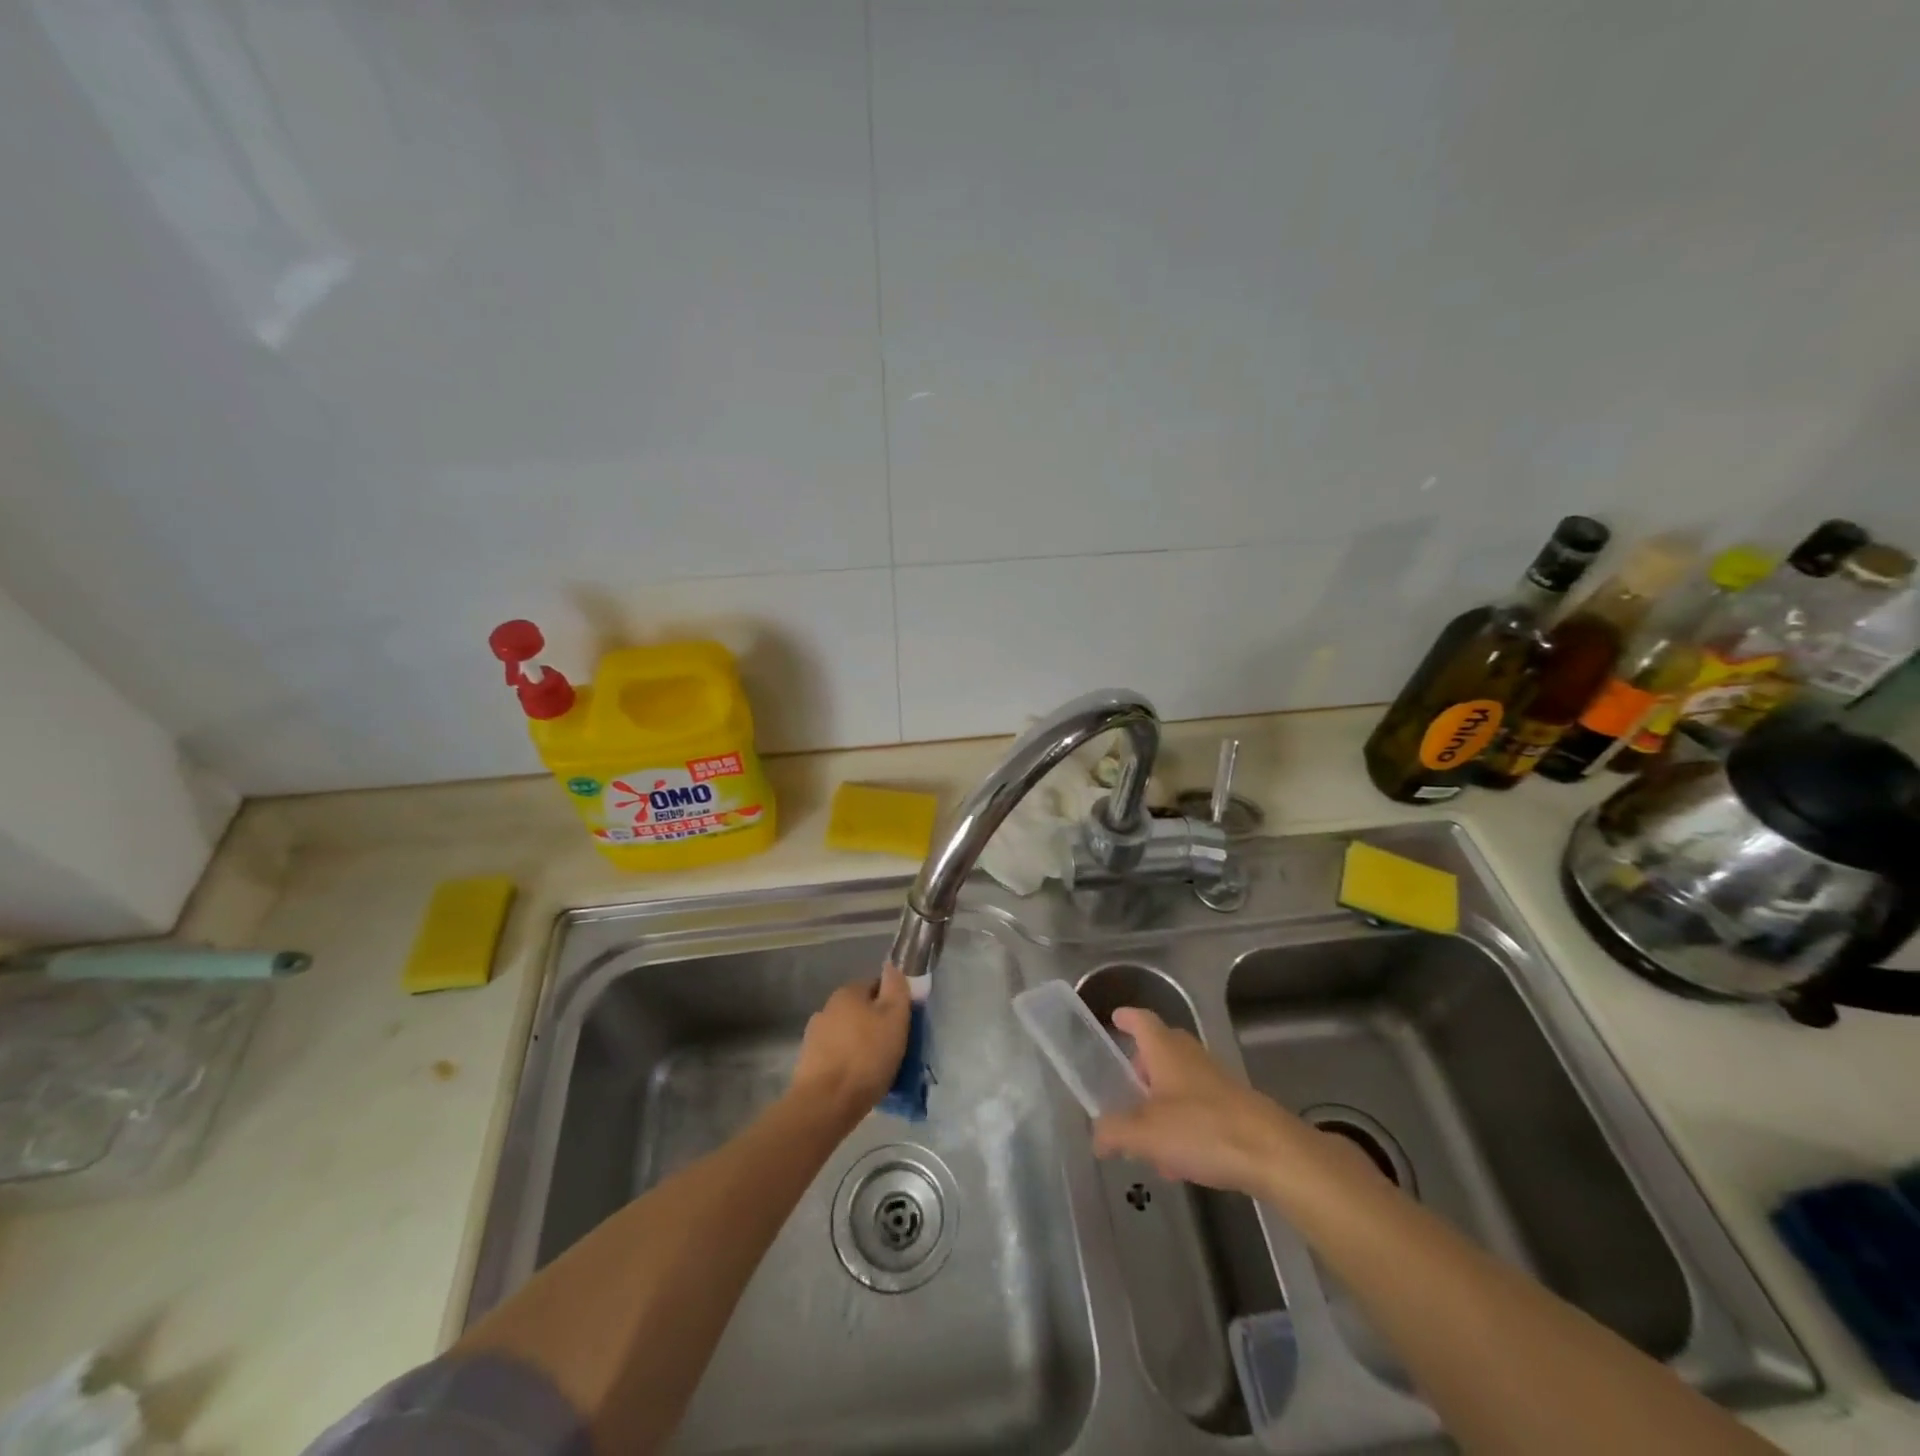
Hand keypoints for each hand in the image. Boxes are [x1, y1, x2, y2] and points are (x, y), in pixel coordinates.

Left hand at [790, 963, 911, 1125]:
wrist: (826, 1103)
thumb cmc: (866, 1056)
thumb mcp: (894, 1018)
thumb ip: (896, 989)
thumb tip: (892, 966)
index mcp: (847, 992)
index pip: (876, 986)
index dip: (893, 1003)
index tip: (904, 1024)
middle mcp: (827, 1008)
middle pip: (861, 1011)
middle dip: (876, 1026)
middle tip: (894, 1048)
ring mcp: (814, 1036)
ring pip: (848, 1035)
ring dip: (861, 1045)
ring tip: (877, 1070)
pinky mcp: (808, 1063)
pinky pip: (837, 1057)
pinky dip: (848, 1064)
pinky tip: (858, 1082)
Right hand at [1092, 1007, 1308, 1195]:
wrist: (1271, 1153)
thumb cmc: (1202, 1129)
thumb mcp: (1145, 1133)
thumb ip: (1114, 1131)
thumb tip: (1096, 1135)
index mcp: (1165, 1050)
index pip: (1141, 1020)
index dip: (1127, 1019)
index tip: (1115, 1019)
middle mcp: (1190, 1057)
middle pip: (1161, 1050)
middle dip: (1142, 1067)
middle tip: (1125, 1087)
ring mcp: (1215, 1082)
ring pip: (1180, 1083)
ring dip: (1161, 1102)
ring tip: (1145, 1138)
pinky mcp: (1234, 1109)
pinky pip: (1198, 1109)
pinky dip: (1182, 1126)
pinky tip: (1178, 1162)